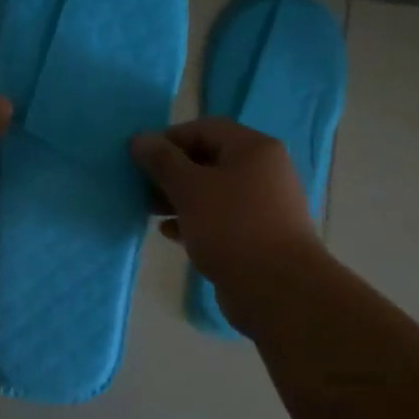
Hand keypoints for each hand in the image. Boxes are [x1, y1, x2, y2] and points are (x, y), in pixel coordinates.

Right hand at [130, 119, 325, 329]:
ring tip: (150, 211)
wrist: (278, 290)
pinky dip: (194, 220)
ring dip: (179, 198)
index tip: (142, 159)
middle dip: (172, 171)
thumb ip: (162, 161)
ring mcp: (263, 205)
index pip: (205, 128)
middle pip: (209, 159)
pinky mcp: (258, 235)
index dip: (169, 139)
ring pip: (213, 191)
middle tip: (143, 187)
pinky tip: (171, 233)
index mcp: (253, 149)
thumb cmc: (232, 227)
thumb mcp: (189, 188)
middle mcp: (263, 171)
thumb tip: (140, 139)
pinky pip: (220, 218)